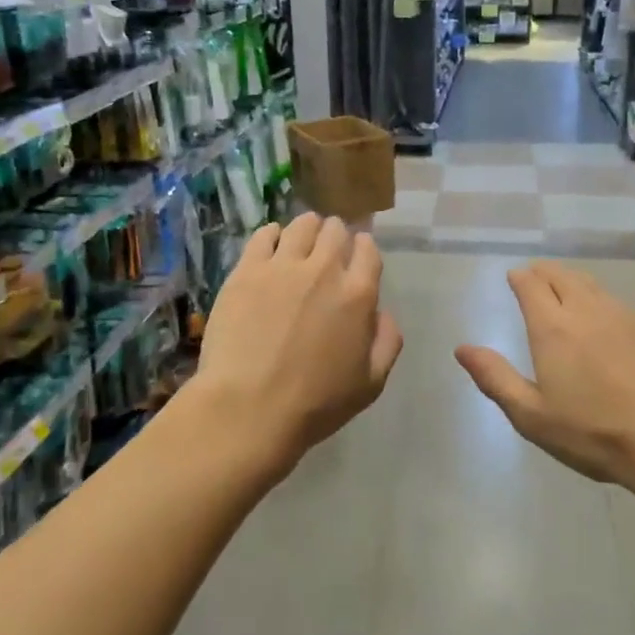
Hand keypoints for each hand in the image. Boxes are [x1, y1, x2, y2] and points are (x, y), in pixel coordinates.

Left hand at [193, 214, 402, 470]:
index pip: (368, 250)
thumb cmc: (315, 404)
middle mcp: (324, 270)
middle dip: (336, 235)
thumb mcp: (370, 384)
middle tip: (328, 248)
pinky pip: (263, 235)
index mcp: (358, 294)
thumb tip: (383, 313)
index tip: (357, 255)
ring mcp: (282, 266)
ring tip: (302, 239)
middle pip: (335, 231)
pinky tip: (271, 244)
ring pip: (301, 225)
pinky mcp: (247, 271)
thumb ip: (387, 342)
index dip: (363, 249)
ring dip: (308, 228)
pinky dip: (272, 234)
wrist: (249, 409)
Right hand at [456, 262, 634, 490]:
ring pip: (592, 284)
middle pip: (561, 275)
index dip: (519, 277)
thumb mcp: (533, 416)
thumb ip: (495, 378)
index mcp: (553, 327)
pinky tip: (604, 319)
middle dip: (543, 272)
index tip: (513, 277)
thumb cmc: (596, 433)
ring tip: (565, 290)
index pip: (531, 284)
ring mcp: (624, 316)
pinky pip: (616, 302)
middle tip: (535, 276)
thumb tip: (462, 348)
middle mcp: (587, 310)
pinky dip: (599, 299)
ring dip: (572, 281)